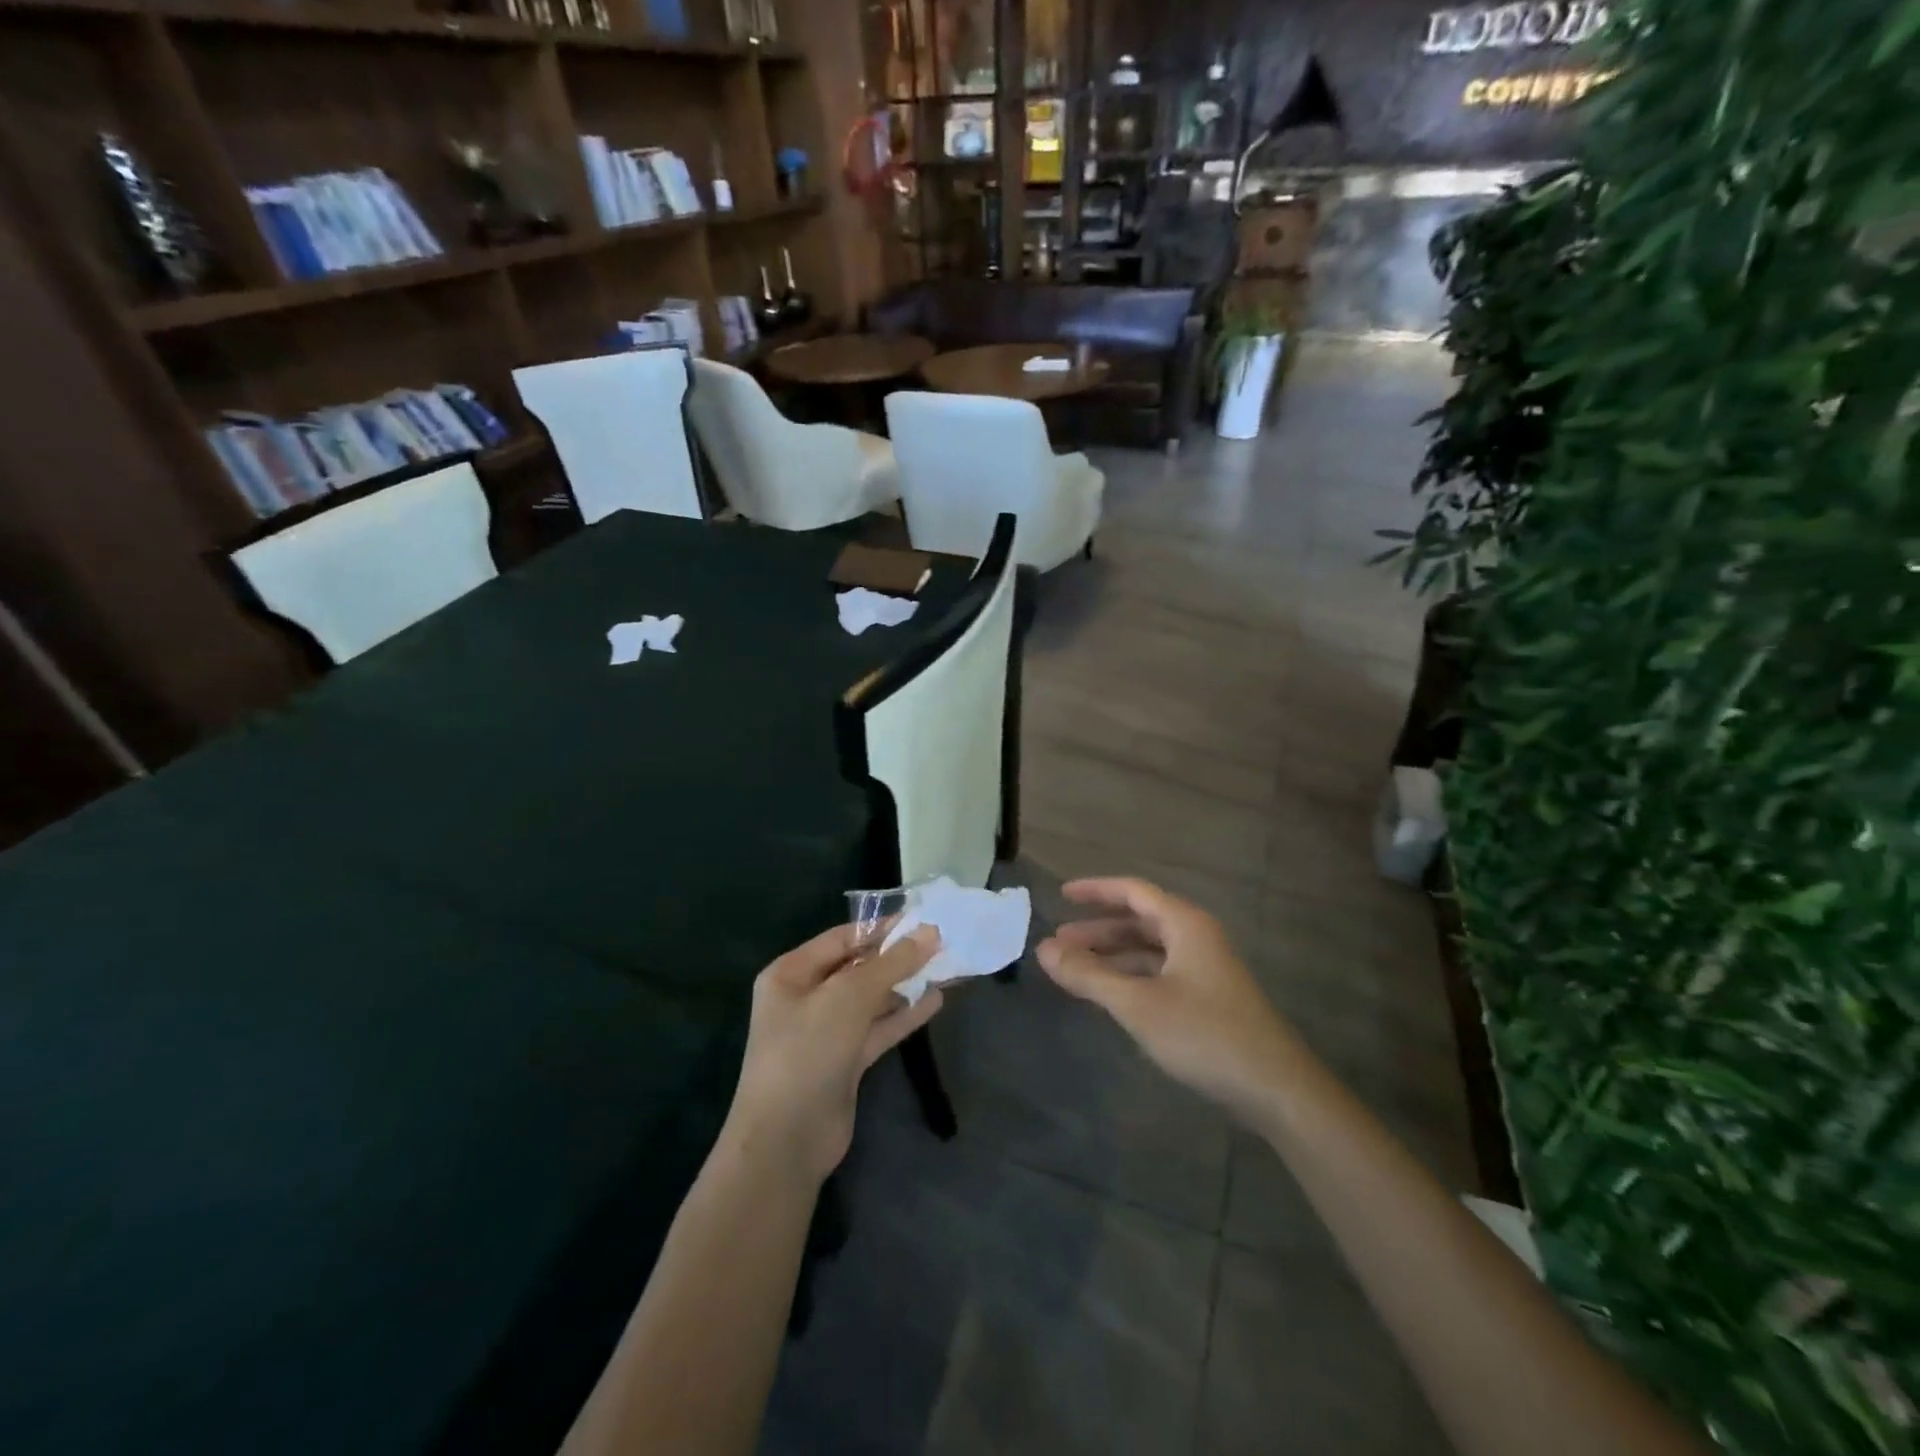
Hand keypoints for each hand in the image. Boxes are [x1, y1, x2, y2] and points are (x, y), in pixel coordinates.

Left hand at [724, 923, 943, 1183]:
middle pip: (858, 967)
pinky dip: (904, 1015)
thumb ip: (891, 963)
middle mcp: (806, 997)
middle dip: (897, 956)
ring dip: (905, 985)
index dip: (881, 927)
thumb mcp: (848, 997)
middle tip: (941, 942)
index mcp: (791, 973)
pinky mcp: (845, 1061)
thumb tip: (930, 932)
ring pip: (872, 999)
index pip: (842, 938)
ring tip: (946, 967)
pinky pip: (878, 1028)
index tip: (922, 918)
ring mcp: (826, 1032)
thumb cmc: (808, 1052)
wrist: (786, 1141)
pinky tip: (935, 1000)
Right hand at [1036, 877, 1301, 1121]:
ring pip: (1149, 949)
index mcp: (1185, 925)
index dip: (1096, 890)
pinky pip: (1159, 972)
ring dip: (1113, 954)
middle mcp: (1196, 938)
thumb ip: (1089, 975)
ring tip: (1075, 968)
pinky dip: (1130, 976)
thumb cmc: (1204, 1035)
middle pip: (1140, 919)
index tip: (1061, 894)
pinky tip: (1110, 993)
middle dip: (1098, 929)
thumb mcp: (1137, 1004)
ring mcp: (1205, 969)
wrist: (1275, 1089)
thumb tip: (1043, 949)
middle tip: (1058, 942)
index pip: (1133, 891)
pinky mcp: (1208, 998)